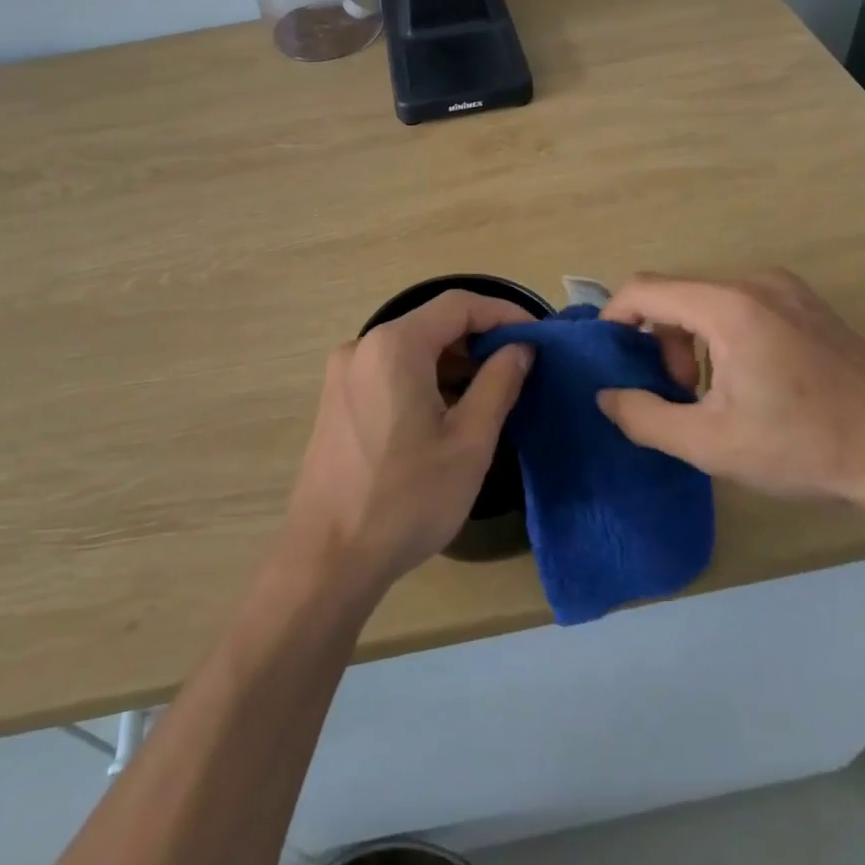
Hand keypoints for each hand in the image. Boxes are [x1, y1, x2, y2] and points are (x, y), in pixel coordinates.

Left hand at [282, 290, 534, 594]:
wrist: (327, 559)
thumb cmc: (406, 499)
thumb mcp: (469, 443)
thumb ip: (499, 384)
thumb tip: (520, 348)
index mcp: (394, 345)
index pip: (458, 305)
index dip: (503, 313)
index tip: (538, 336)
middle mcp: (363, 346)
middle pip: (432, 323)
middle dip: (479, 338)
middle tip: (520, 365)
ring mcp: (344, 373)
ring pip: (411, 348)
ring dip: (454, 360)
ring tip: (493, 389)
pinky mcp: (337, 399)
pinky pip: (390, 370)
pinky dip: (426, 377)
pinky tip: (450, 409)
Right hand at [597, 271, 864, 501]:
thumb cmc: (803, 446)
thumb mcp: (711, 444)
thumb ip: (645, 417)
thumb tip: (606, 396)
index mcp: (729, 307)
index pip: (645, 289)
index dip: (615, 318)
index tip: (609, 357)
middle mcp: (755, 282)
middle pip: (678, 295)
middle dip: (662, 342)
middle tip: (682, 396)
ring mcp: (787, 288)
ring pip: (708, 301)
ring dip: (693, 342)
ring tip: (715, 395)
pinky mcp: (807, 303)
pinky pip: (741, 305)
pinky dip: (723, 335)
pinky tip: (751, 381)